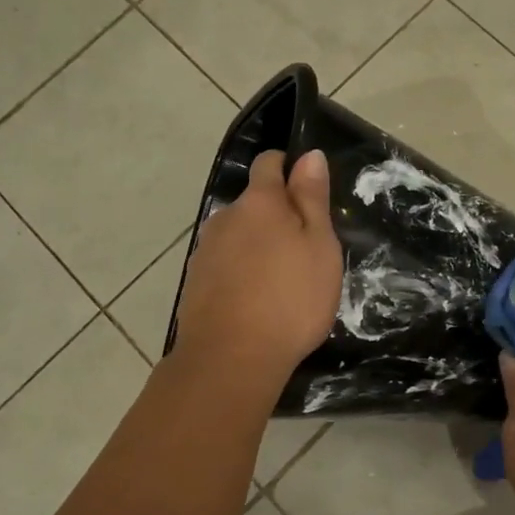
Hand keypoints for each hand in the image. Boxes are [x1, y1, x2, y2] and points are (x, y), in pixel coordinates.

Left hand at [170, 150, 342, 389]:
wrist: (231, 358)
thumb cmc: (290, 298)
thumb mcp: (319, 246)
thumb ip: (312, 198)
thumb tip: (310, 155)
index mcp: (260, 203)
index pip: (268, 164)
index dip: (287, 167)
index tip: (307, 189)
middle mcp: (225, 218)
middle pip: (253, 204)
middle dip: (276, 215)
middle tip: (305, 248)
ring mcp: (205, 251)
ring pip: (238, 236)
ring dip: (257, 246)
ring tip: (282, 279)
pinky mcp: (195, 283)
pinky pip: (225, 265)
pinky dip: (241, 272)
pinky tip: (257, 300)